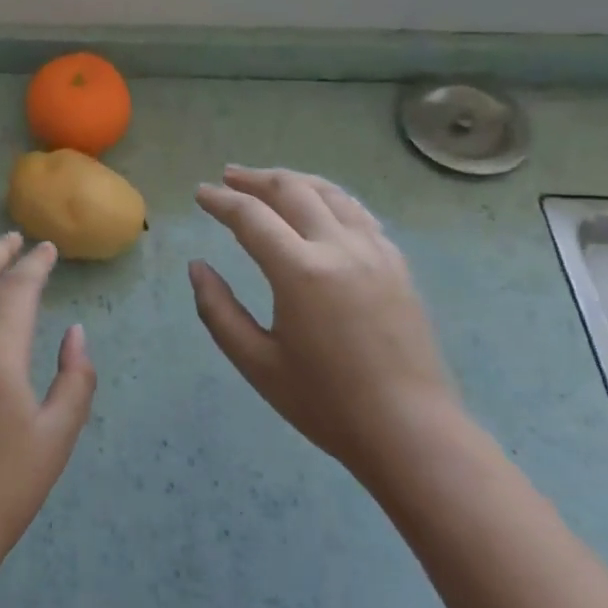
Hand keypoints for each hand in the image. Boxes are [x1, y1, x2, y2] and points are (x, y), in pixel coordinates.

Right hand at [189, 167, 460, 490]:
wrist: (411, 431)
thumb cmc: (326, 403)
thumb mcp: (256, 363)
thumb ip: (218, 310)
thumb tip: (197, 267)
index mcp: (300, 272)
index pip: (251, 217)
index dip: (221, 201)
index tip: (201, 193)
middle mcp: (338, 247)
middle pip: (291, 190)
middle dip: (255, 179)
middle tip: (228, 176)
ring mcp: (374, 250)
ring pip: (329, 193)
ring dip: (294, 180)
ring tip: (269, 180)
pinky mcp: (396, 263)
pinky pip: (358, 212)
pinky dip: (329, 198)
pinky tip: (320, 206)